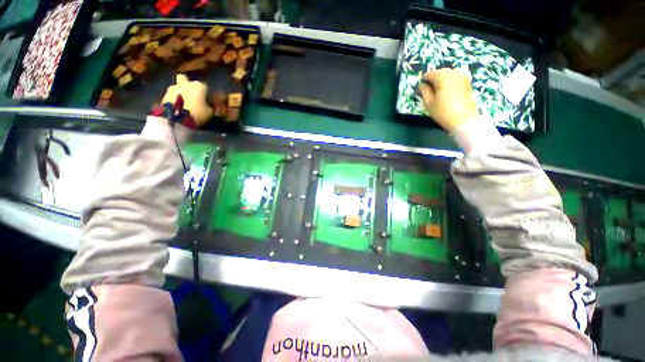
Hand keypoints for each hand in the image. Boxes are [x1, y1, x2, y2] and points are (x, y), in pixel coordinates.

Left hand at [162, 74, 212, 126]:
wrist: (177, 119)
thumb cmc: (198, 114)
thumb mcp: (210, 113)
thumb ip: (209, 106)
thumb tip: (208, 105)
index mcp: (199, 86)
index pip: (205, 87)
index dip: (206, 94)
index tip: (207, 101)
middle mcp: (185, 83)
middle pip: (185, 79)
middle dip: (187, 84)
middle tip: (190, 94)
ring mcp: (173, 88)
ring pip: (176, 87)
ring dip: (179, 92)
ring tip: (182, 103)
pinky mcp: (163, 95)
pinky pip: (170, 95)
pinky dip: (173, 99)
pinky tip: (176, 107)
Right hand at [418, 69, 479, 132]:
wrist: (464, 119)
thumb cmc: (443, 112)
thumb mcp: (429, 103)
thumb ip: (424, 91)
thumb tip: (421, 85)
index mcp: (442, 77)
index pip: (429, 74)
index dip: (423, 81)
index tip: (421, 89)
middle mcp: (453, 73)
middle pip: (439, 72)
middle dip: (433, 80)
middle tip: (429, 92)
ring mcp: (462, 76)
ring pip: (448, 74)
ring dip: (441, 81)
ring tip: (438, 93)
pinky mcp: (467, 82)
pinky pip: (455, 78)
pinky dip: (449, 83)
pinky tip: (447, 93)